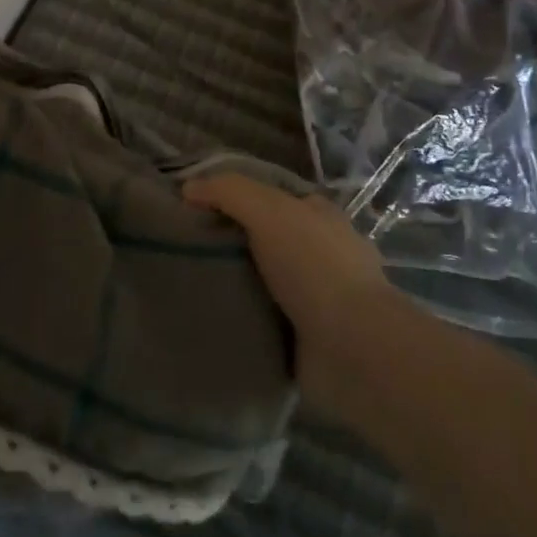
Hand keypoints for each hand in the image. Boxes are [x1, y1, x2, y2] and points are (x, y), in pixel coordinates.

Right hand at [183, 174, 400, 420]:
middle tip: (183, 248)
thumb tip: (188, 187)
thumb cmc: (314, 266)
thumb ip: (228, 191)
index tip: (195, 208)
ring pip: (264, 280)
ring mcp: (317, 297)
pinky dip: (243, 320)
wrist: (353, 348)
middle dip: (231, 243)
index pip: (271, 197)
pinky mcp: (309, 337)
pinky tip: (212, 318)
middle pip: (266, 239)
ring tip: (187, 284)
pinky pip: (265, 320)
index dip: (235, 197)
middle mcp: (321, 252)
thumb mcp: (268, 210)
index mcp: (320, 216)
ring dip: (235, 284)